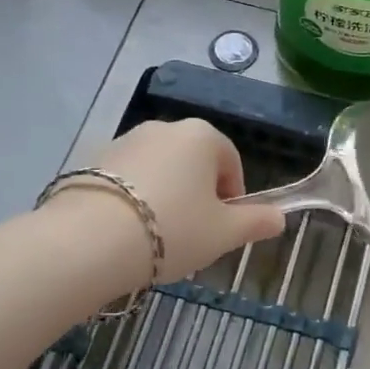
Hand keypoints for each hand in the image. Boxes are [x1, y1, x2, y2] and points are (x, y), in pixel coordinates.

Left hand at [79, 119, 287, 283]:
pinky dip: (132, 198)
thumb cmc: (172, 230)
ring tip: (155, 238)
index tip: (223, 229)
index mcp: (201, 136)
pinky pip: (125, 179)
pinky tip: (125, 232)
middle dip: (197, 195)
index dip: (233, 197)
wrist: (89, 240)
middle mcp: (163, 128)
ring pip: (158, 170)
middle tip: (191, 236)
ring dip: (165, 196)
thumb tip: (280, 217)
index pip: (230, 162)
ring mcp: (124, 140)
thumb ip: (255, 222)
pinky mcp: (91, 160)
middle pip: (193, 162)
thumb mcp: (224, 233)